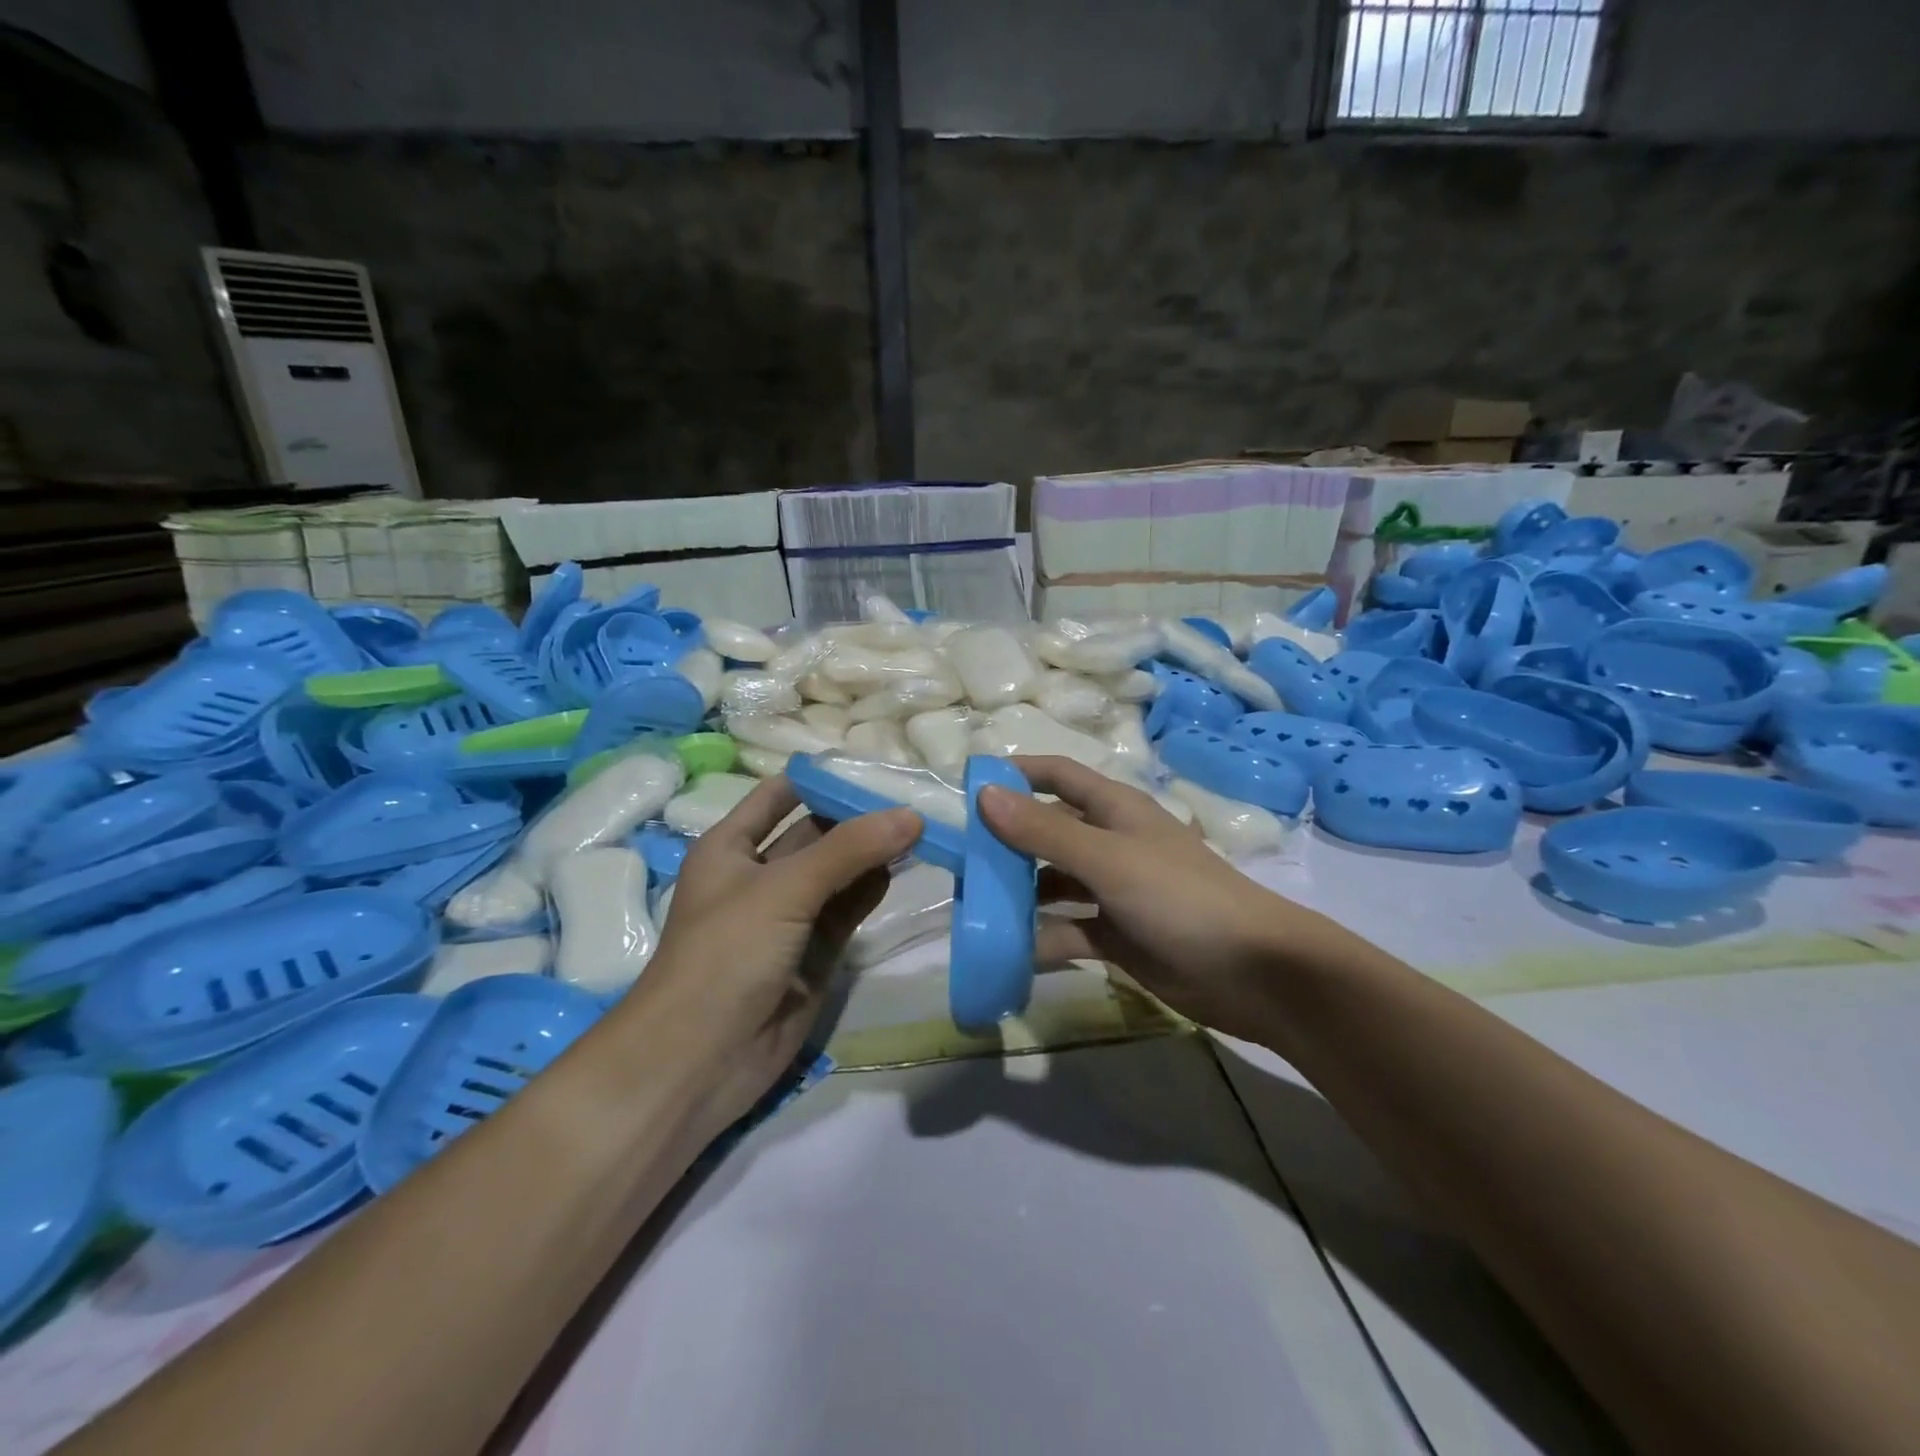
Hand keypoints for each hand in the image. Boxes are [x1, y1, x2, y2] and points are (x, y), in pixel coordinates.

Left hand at [621, 777, 920, 1139]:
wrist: (700, 1061)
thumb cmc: (725, 955)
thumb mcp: (783, 889)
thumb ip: (849, 850)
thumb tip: (911, 815)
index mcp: (731, 846)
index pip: (781, 795)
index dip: (823, 779)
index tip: (876, 765)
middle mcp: (760, 875)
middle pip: (817, 832)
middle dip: (860, 816)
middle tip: (916, 794)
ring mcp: (789, 916)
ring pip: (839, 872)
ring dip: (874, 853)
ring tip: (923, 826)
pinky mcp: (814, 953)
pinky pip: (848, 910)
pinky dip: (873, 890)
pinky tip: (904, 870)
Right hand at [979, 756, 1336, 1039]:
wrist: (1254, 973)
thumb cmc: (1179, 898)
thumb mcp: (1106, 859)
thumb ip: (1044, 830)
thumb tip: (984, 795)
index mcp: (1114, 810)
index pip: (1058, 775)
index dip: (1017, 773)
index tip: (969, 787)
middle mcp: (1111, 843)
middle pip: (1048, 832)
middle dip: (1006, 843)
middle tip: (960, 861)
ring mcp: (1115, 891)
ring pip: (1054, 883)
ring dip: (1018, 894)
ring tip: (973, 909)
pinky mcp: (1118, 935)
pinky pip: (1068, 930)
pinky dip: (1042, 939)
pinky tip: (1009, 953)